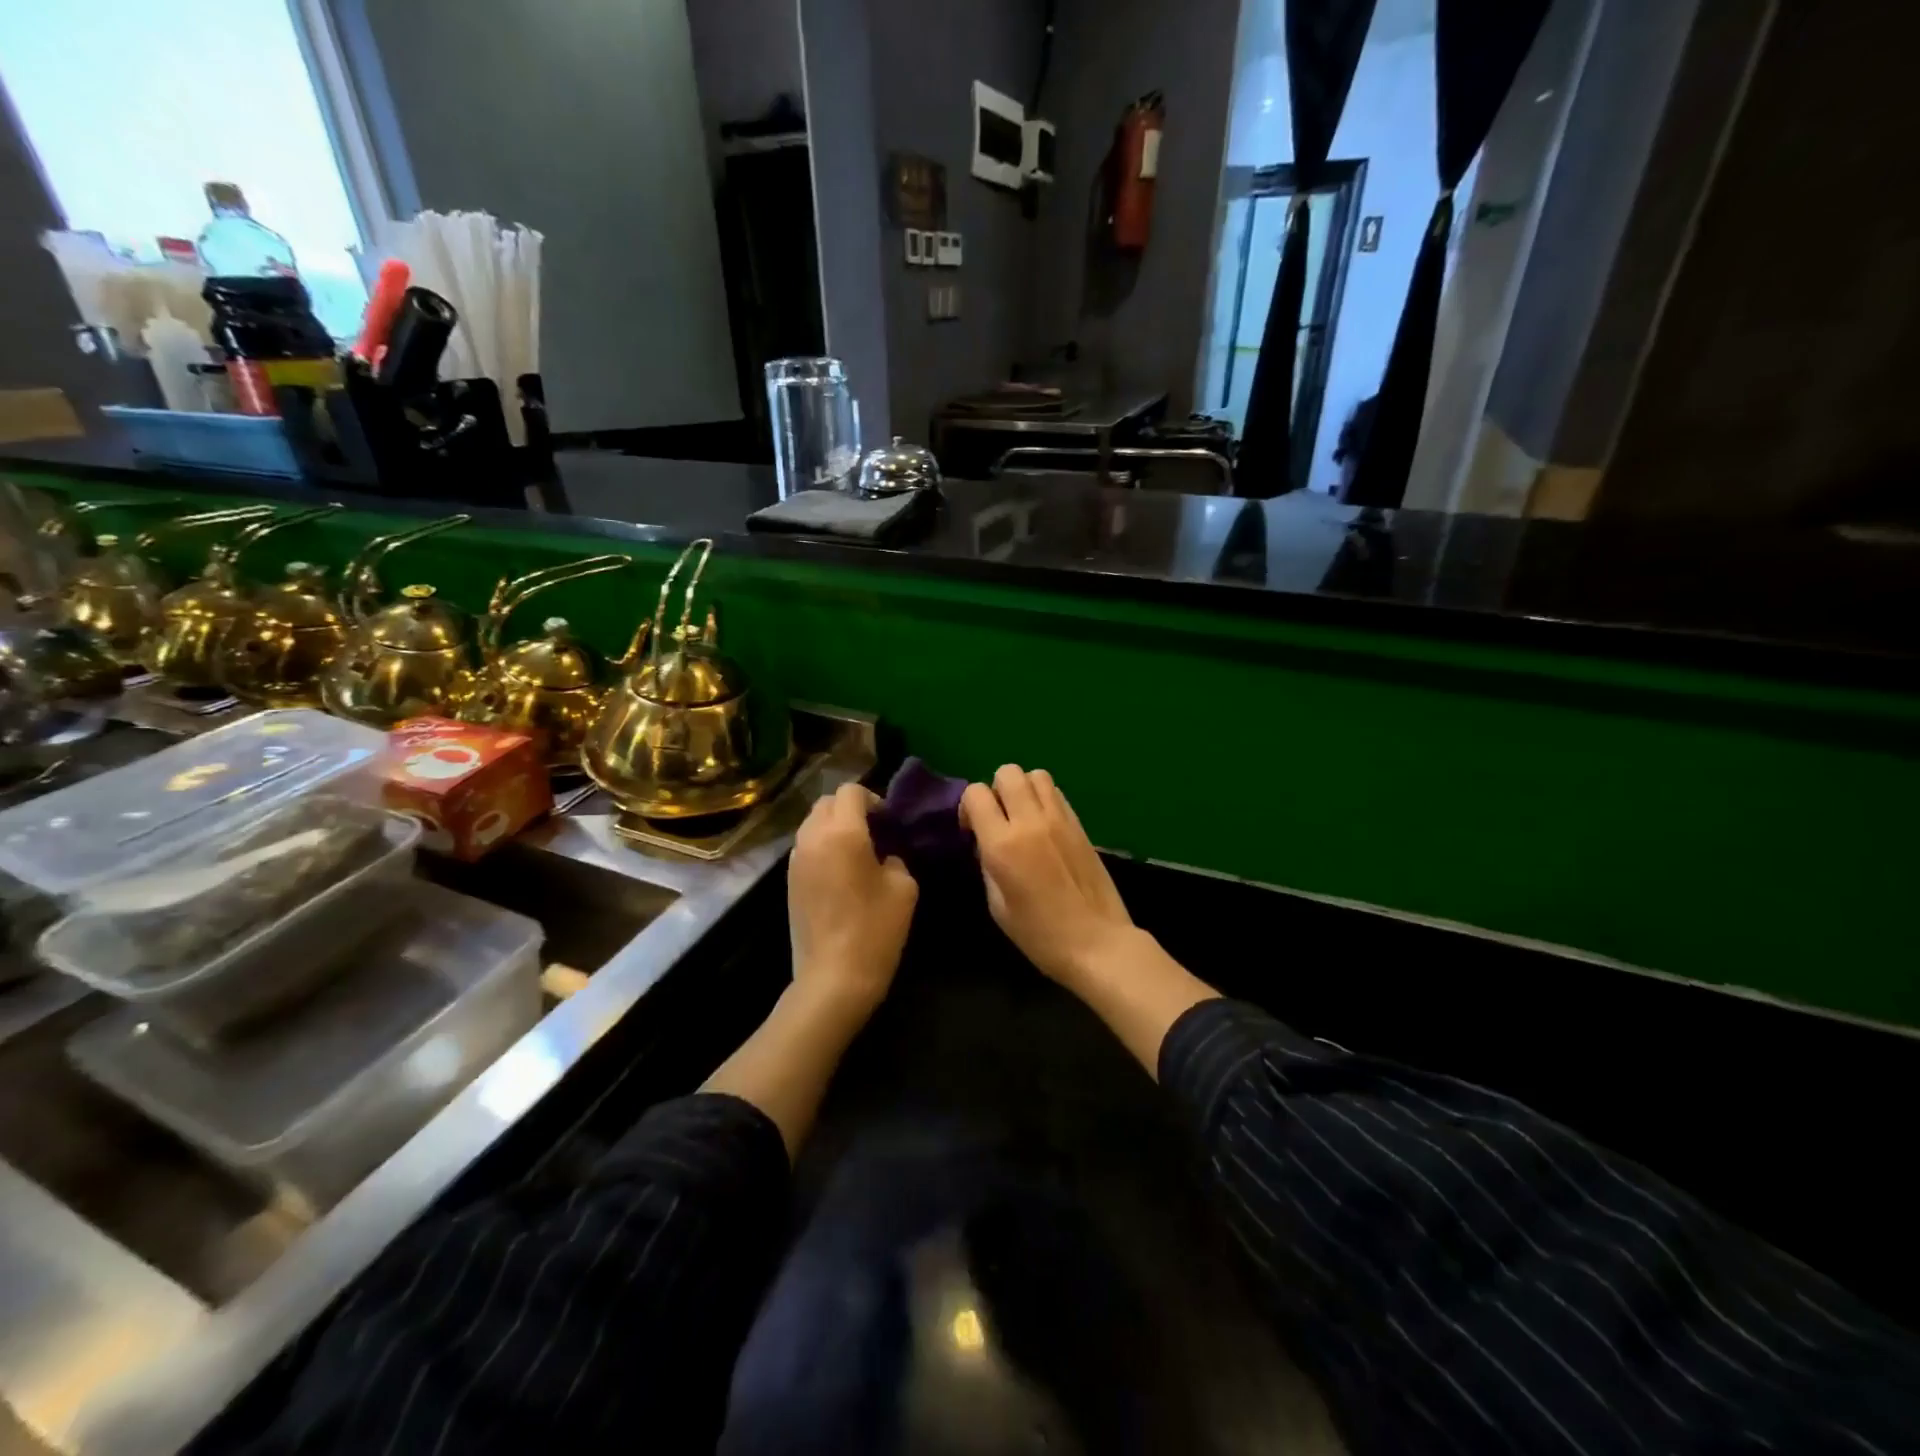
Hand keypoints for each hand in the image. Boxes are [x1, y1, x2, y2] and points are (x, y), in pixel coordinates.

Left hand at [788, 783, 918, 1017]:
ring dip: (833, 827)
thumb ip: (894, 857)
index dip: (873, 799)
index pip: (851, 791)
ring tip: (856, 852)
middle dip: (850, 809)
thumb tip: (882, 854)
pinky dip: (822, 847)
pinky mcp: (788, 881)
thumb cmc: (875, 929)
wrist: (833, 978)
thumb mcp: (904, 887)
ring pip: (812, 824)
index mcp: (842, 832)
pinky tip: (840, 873)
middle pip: (826, 802)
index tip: (888, 822)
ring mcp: (795, 860)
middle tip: (874, 832)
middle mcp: (812, 837)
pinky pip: (805, 847)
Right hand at [960, 765, 1135, 989]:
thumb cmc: (1040, 935)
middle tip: (998, 819)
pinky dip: (1044, 798)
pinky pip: (1056, 793)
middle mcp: (1031, 821)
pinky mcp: (1080, 824)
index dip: (968, 807)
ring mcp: (1059, 819)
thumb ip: (987, 864)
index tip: (972, 830)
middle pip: (1007, 772)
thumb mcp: (997, 906)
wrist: (1097, 943)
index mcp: (1003, 844)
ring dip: (1023, 789)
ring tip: (1022, 816)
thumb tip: (986, 842)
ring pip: (1035, 775)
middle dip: (995, 789)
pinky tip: (1044, 825)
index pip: (976, 793)